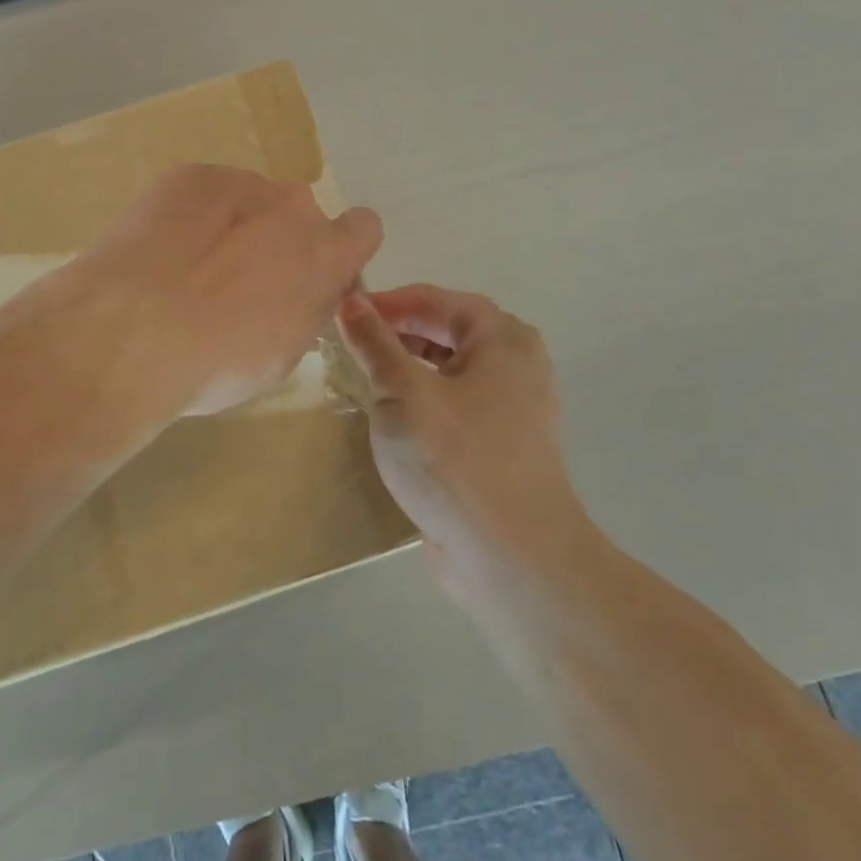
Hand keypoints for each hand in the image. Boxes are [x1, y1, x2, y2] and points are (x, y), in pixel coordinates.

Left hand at [70, 164, 382, 417]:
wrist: (131, 331)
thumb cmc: (216, 362)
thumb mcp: (281, 355)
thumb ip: (302, 310)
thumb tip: (294, 293)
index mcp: (326, 255)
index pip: (362, 229)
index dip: (338, 250)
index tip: (309, 274)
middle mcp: (293, 207)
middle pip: (295, 216)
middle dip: (276, 241)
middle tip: (233, 281)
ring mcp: (241, 182)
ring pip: (247, 201)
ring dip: (230, 226)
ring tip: (185, 268)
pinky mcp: (190, 174)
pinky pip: (203, 193)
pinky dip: (189, 216)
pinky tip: (159, 251)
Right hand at [336, 285, 589, 608]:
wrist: (512, 560)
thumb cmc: (454, 460)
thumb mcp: (402, 393)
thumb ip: (374, 343)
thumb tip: (350, 301)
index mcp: (503, 339)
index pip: (436, 300)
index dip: (387, 302)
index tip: (342, 311)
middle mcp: (518, 364)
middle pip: (448, 330)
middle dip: (398, 331)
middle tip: (351, 341)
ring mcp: (515, 409)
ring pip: (452, 370)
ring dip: (409, 365)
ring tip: (365, 374)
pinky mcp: (503, 446)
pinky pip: (457, 404)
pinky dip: (424, 398)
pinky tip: (393, 418)